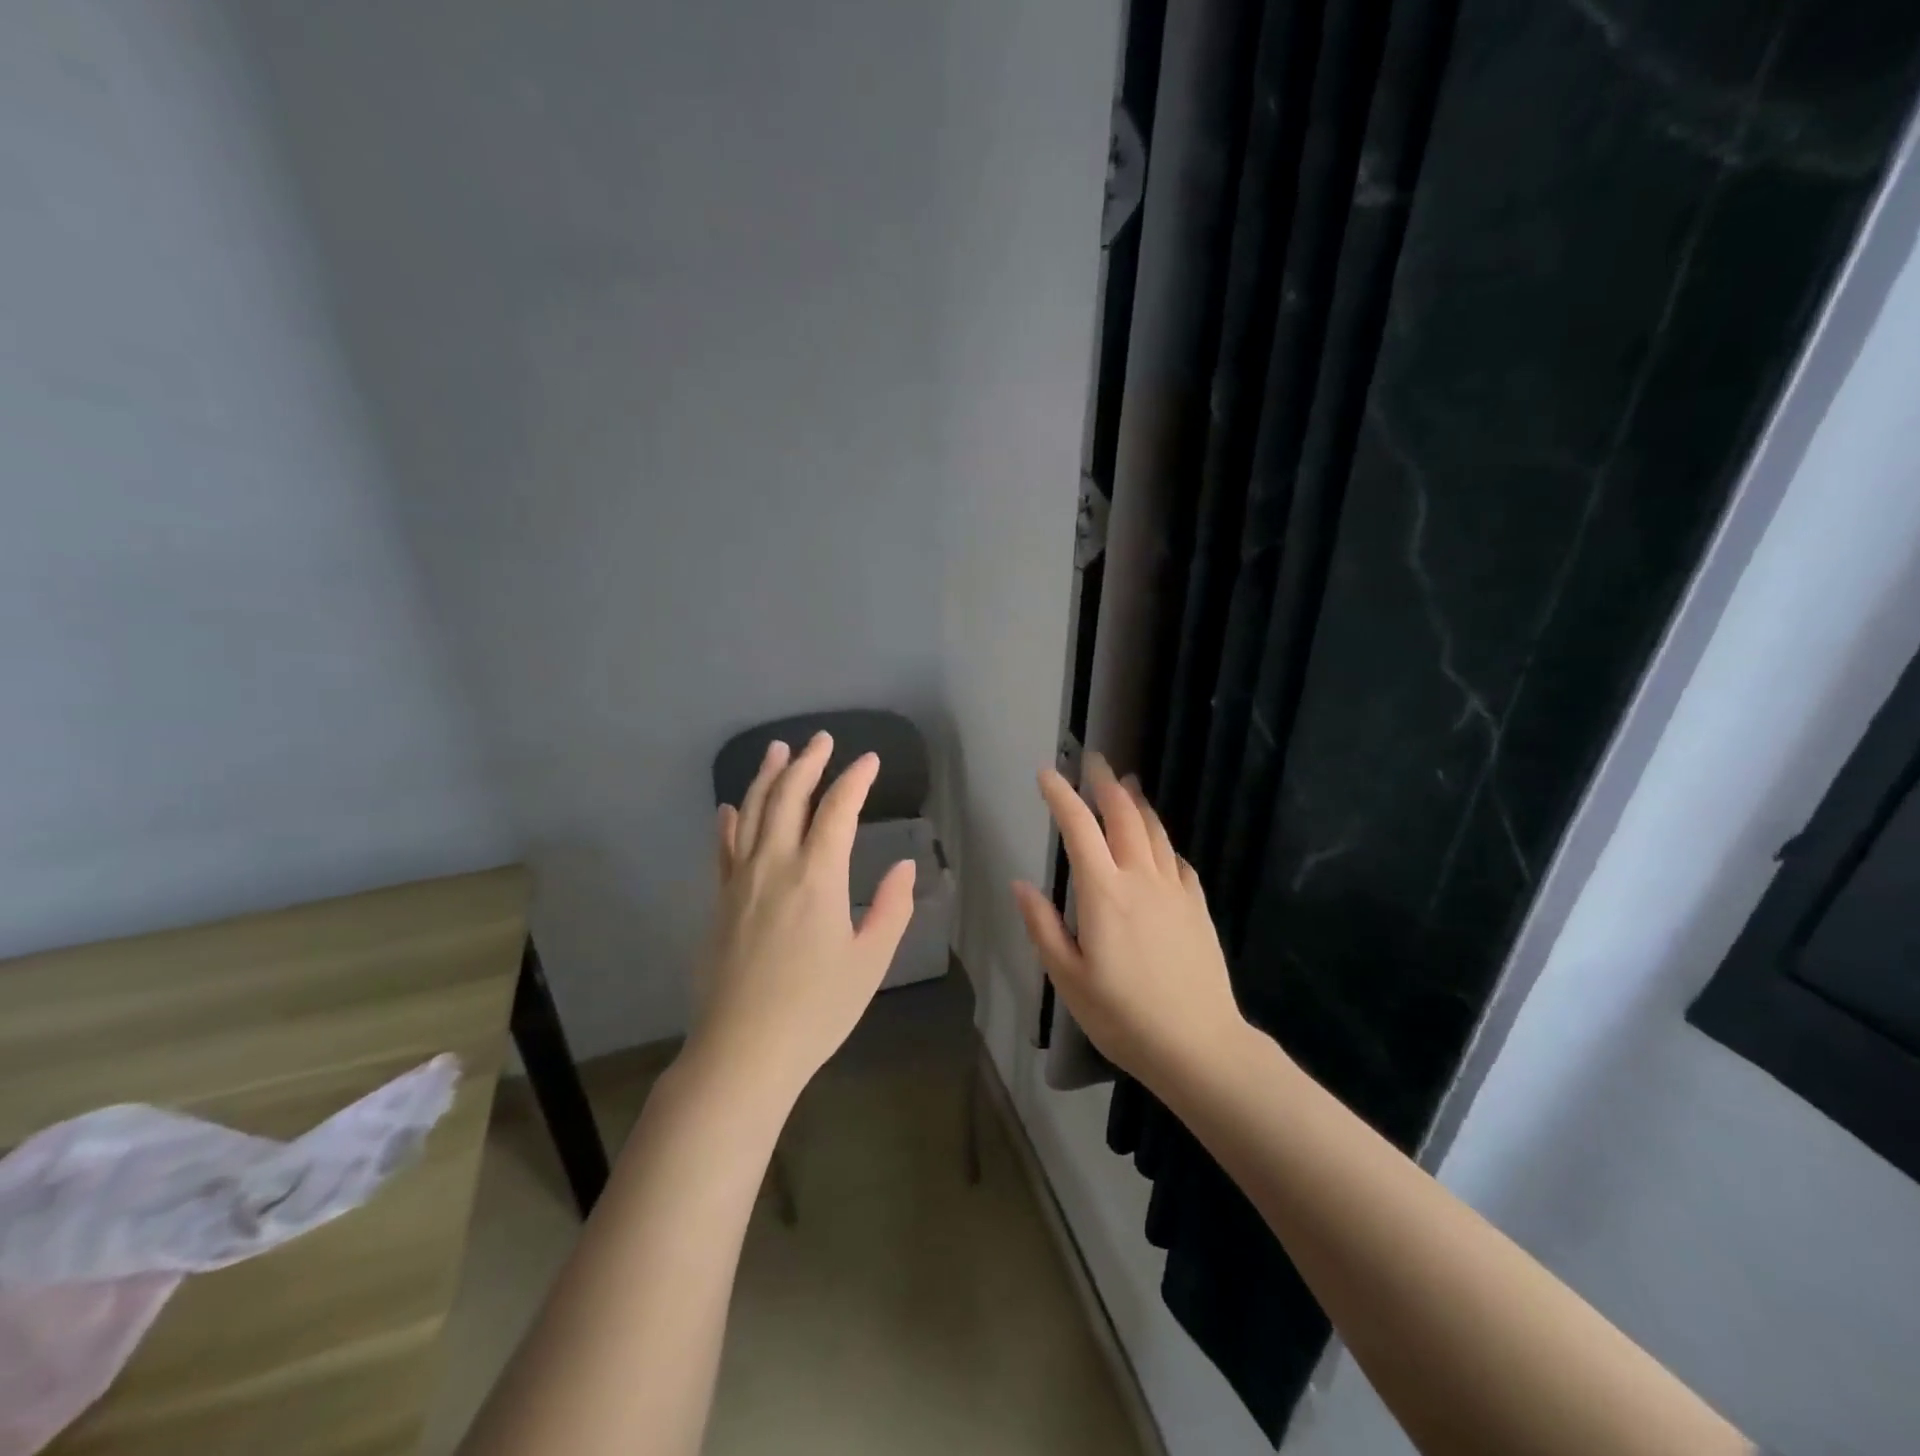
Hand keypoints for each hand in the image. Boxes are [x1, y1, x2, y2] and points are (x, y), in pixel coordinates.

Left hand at [690, 732, 915, 1105]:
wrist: (743, 1052)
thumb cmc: (816, 1009)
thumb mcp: (870, 961)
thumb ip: (891, 908)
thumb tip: (904, 866)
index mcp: (817, 876)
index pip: (837, 810)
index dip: (855, 780)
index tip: (869, 760)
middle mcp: (775, 866)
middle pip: (788, 798)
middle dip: (808, 763)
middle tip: (822, 739)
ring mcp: (740, 882)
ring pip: (752, 813)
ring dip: (767, 777)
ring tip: (779, 749)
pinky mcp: (720, 902)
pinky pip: (724, 849)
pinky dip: (729, 822)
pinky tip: (730, 808)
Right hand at [1013, 753, 1244, 1092]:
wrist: (1199, 1045)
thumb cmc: (1124, 1016)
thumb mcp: (1068, 979)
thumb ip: (1043, 927)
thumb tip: (1020, 885)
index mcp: (1103, 894)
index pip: (1078, 829)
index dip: (1061, 796)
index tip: (1046, 773)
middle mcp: (1140, 879)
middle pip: (1123, 816)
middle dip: (1106, 783)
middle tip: (1094, 760)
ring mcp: (1174, 890)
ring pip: (1154, 831)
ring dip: (1137, 803)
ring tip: (1127, 784)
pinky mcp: (1197, 906)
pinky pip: (1176, 859)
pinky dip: (1161, 840)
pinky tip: (1158, 843)